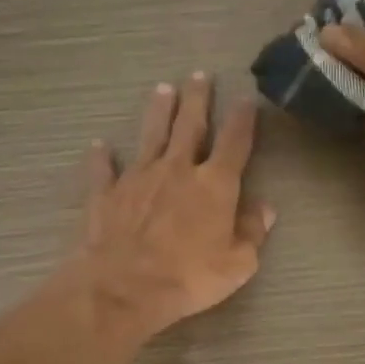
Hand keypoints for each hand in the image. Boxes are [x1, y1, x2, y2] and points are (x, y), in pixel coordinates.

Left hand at [68, 72, 275, 343]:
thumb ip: (252, 232)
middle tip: (199, 75)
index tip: (247, 99)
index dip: (243, 120)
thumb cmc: (189, 277)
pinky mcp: (107, 194)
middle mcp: (177, 169)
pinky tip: (99, 146)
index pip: (235, 142)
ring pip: (150, 135)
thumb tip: (265, 208)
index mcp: (214, 184)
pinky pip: (104, 170)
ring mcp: (138, 178)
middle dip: (197, 99)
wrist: (124, 287)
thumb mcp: (238, 264)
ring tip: (162, 89)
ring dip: (158, 111)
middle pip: (190, 125)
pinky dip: (102, 157)